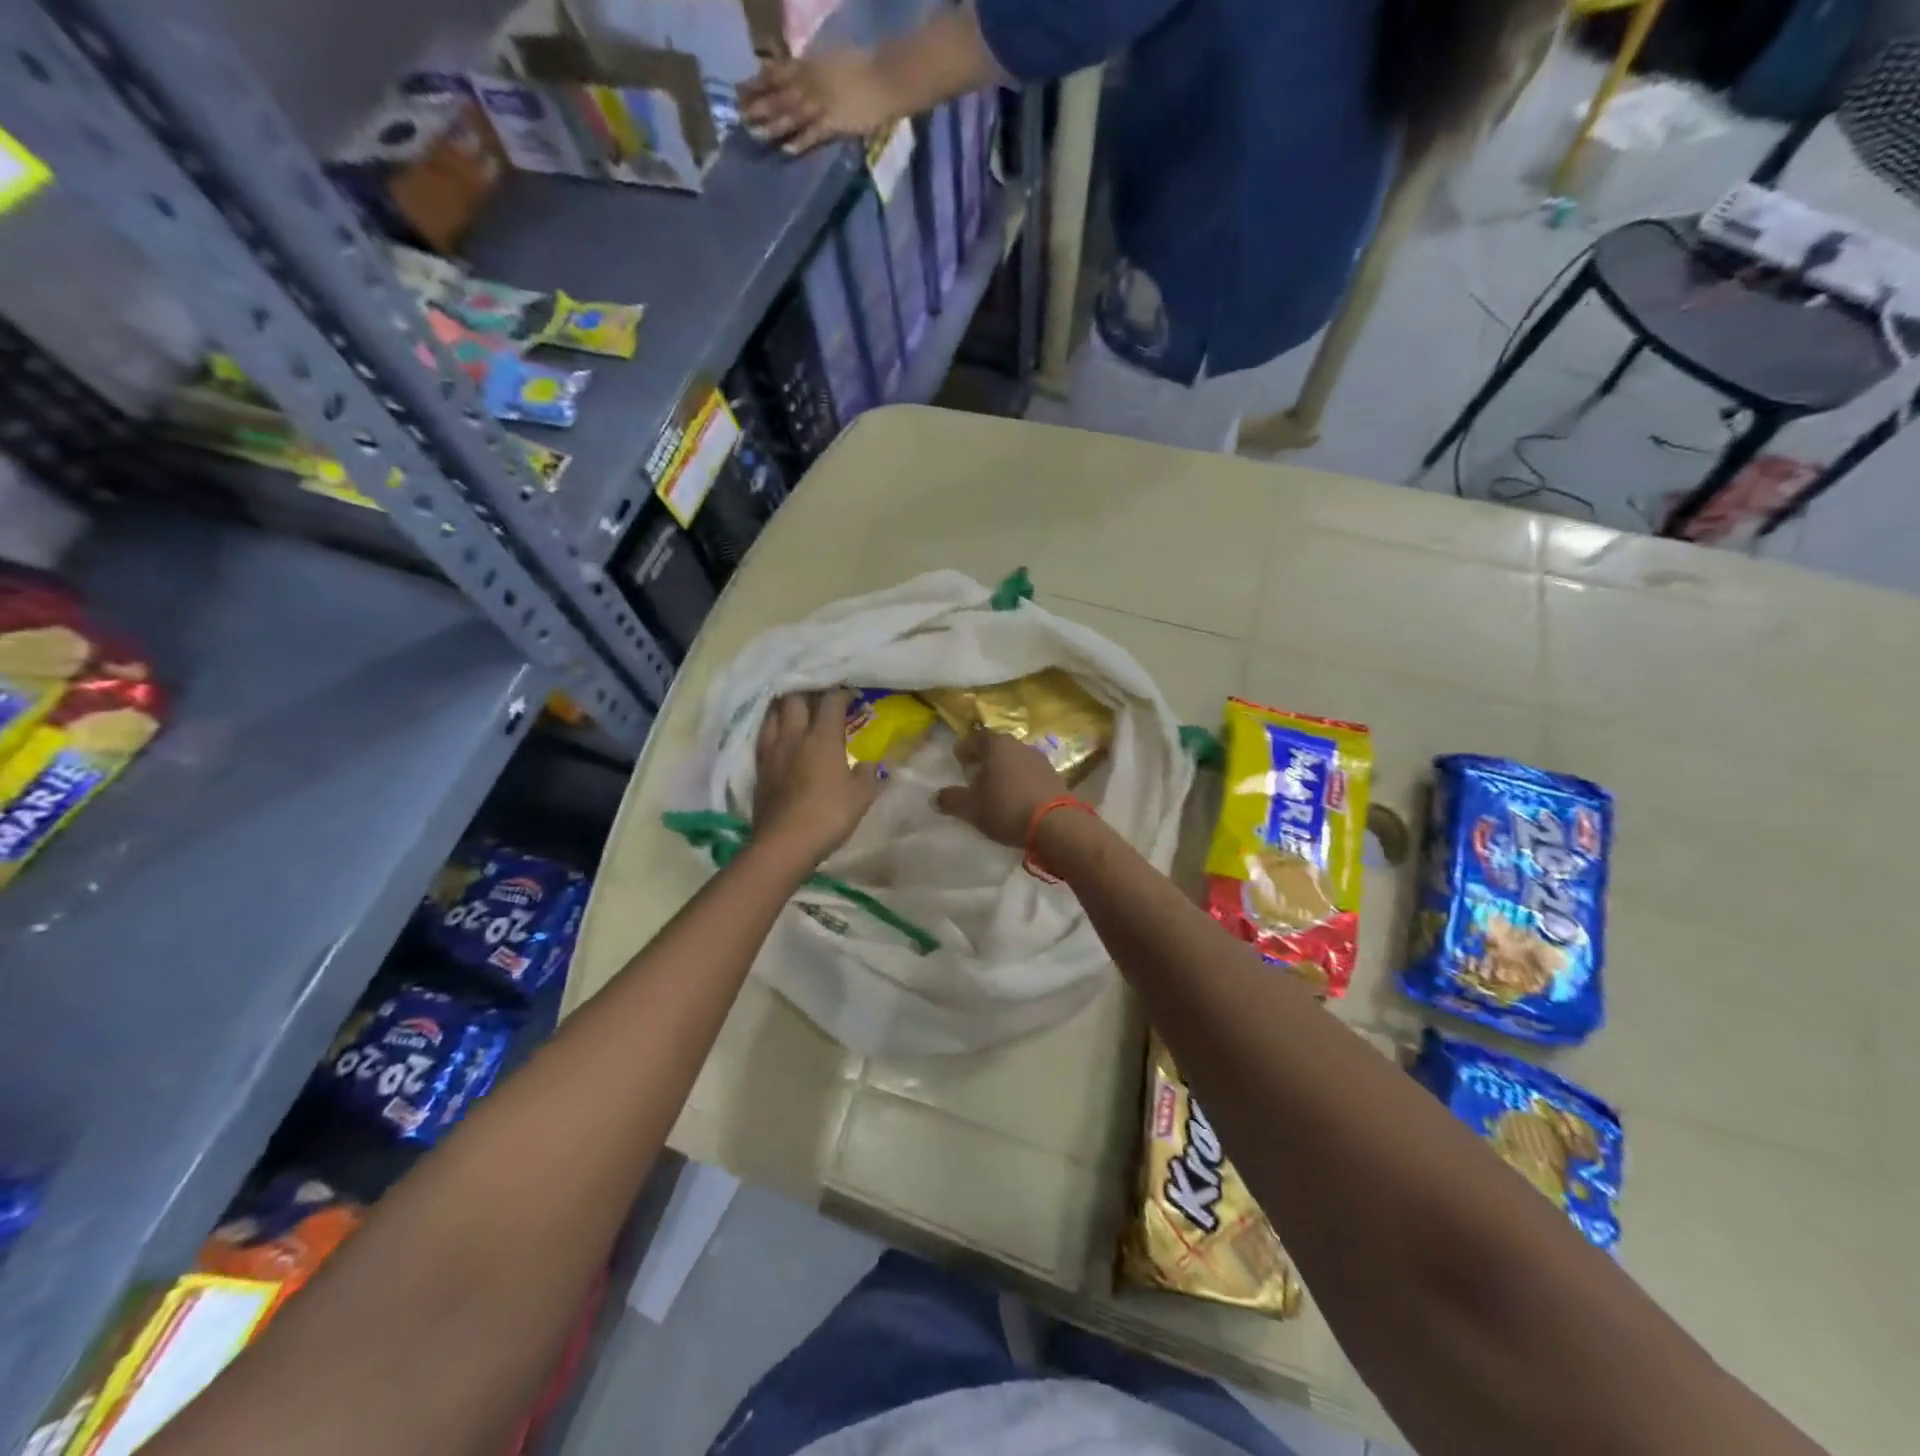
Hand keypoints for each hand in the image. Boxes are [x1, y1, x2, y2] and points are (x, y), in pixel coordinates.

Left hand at [738, 52, 898, 153]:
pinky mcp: (835, 123)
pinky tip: (787, 149)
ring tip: (755, 133)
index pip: (777, 73)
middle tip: (739, 115)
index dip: (757, 82)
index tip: (740, 90)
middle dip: (758, 104)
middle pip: (779, 95)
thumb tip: (798, 73)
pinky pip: (814, 134)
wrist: (887, 77)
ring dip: (773, 124)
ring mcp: (822, 104)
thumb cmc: (864, 66)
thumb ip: (814, 68)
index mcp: (810, 65)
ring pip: (792, 114)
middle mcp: (811, 83)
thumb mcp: (832, 59)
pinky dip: (801, 141)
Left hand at [752, 690, 881, 864]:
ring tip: (795, 708)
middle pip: (795, 698)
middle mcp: (794, 736)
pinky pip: (763, 735)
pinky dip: (772, 728)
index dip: (842, 693)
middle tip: (820, 697)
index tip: (851, 694)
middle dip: (809, 692)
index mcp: (823, 738)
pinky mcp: (759, 767)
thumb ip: (868, 774)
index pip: (831, 701)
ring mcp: (772, 750)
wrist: (785, 843)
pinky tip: (779, 735)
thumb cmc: (829, 815)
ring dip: (785, 706)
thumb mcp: (861, 796)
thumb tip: (871, 764)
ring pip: (773, 713)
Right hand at [932, 728, 1066, 847]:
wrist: (1055, 824)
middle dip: (984, 759)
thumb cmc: (1006, 808)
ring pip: (1014, 760)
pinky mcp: (1054, 777)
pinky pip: (1029, 774)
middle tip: (973, 774)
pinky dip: (1018, 780)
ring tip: (994, 788)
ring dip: (1003, 770)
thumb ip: (951, 800)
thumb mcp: (971, 808)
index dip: (965, 748)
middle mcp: (1019, 746)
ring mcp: (1039, 760)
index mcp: (997, 745)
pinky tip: (1014, 796)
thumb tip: (935, 798)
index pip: (976, 738)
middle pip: (996, 748)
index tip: (958, 759)